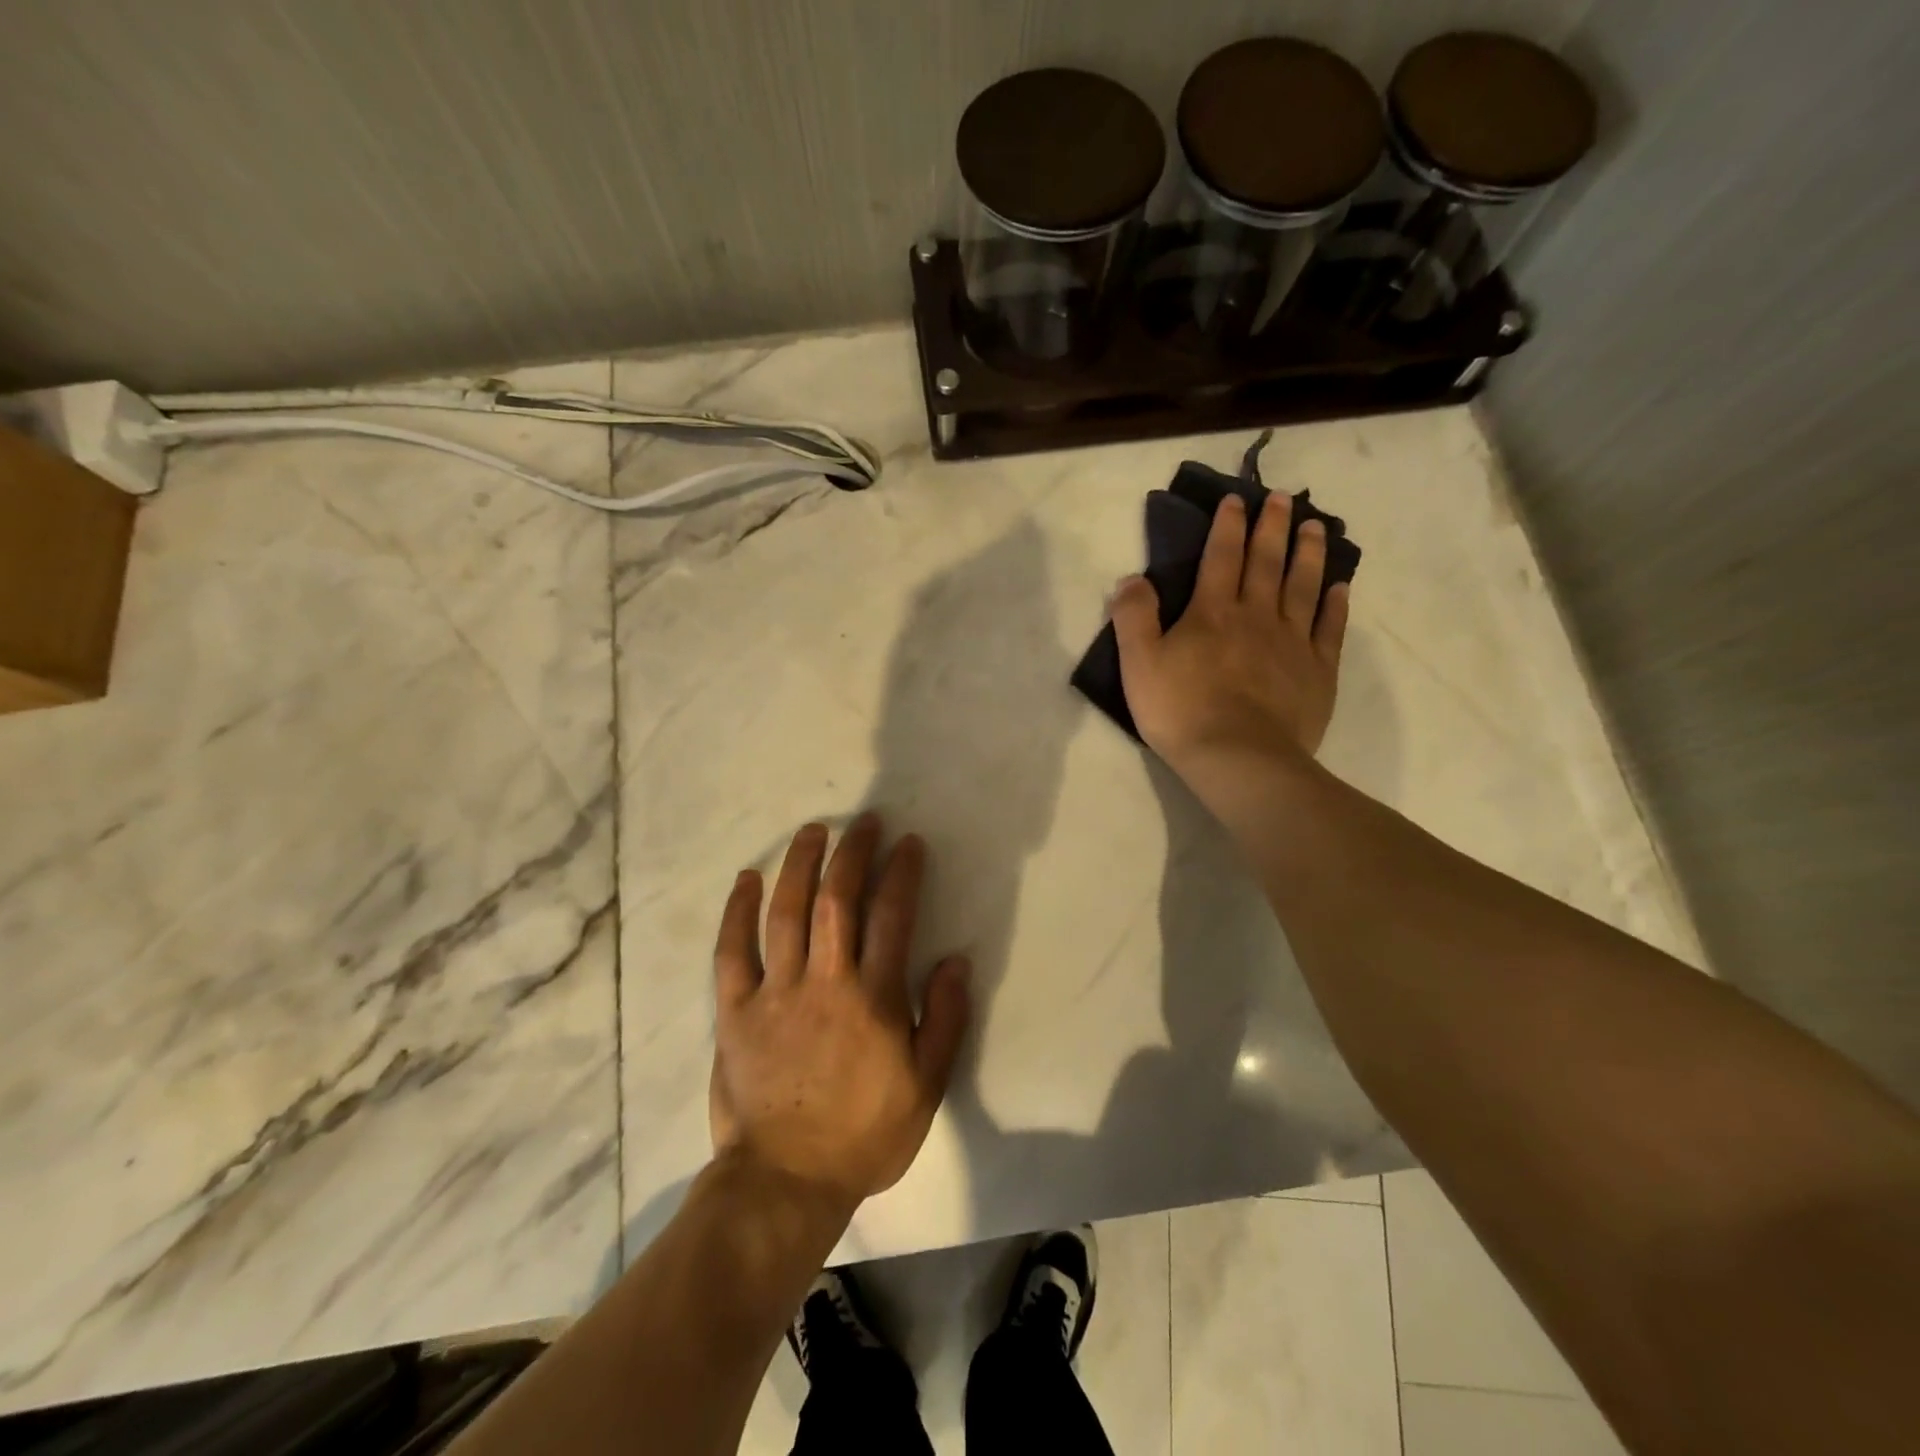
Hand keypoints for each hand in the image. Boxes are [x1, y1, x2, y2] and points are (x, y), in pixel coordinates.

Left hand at [709, 814, 970, 1211]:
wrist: (787, 1181)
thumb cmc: (865, 1134)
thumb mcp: (927, 1085)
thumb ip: (947, 1018)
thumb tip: (956, 958)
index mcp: (874, 998)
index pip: (892, 916)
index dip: (901, 872)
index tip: (907, 843)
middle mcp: (825, 981)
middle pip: (838, 900)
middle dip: (853, 853)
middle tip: (863, 823)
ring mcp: (775, 992)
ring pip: (786, 913)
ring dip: (800, 865)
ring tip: (812, 831)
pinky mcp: (735, 1011)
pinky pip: (731, 952)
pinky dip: (737, 912)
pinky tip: (747, 879)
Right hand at [1110, 492, 1348, 774]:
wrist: (1238, 758)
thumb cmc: (1181, 710)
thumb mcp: (1138, 663)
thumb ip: (1133, 617)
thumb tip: (1133, 578)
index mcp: (1212, 612)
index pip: (1221, 557)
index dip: (1227, 526)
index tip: (1235, 500)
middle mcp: (1257, 616)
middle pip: (1266, 562)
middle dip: (1272, 527)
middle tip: (1281, 498)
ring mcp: (1293, 642)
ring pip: (1303, 587)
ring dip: (1309, 554)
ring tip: (1316, 527)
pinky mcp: (1318, 671)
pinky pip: (1330, 629)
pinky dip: (1336, 605)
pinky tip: (1340, 588)